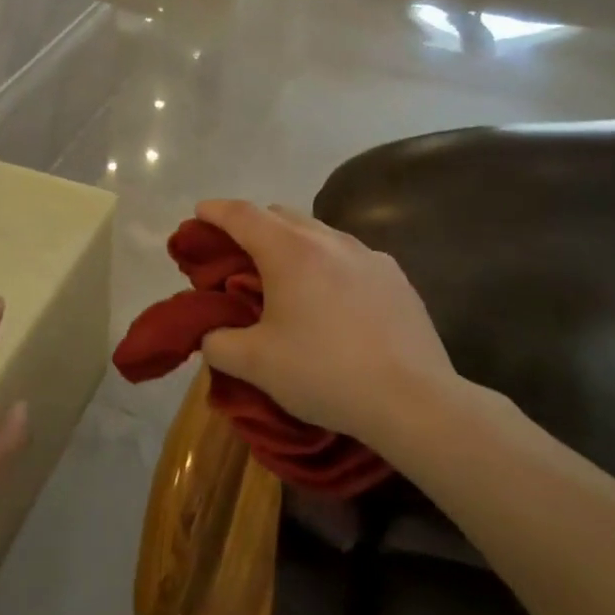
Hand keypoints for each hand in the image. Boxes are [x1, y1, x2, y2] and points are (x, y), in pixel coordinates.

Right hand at [195, 200, 461, 446]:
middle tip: (237, 254)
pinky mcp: (396, 278)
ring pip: (318, 233)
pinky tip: (330, 299)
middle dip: (252, 225)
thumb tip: (211, 334)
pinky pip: (349, 256)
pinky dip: (327, 264)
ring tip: (284, 277)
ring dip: (292, 243)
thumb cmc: (324, 373)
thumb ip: (217, 342)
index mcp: (289, 251)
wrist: (415, 402)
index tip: (200, 213)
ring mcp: (368, 256)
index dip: (215, 211)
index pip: (242, 215)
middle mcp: (329, 241)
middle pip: (280, 215)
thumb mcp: (254, 364)